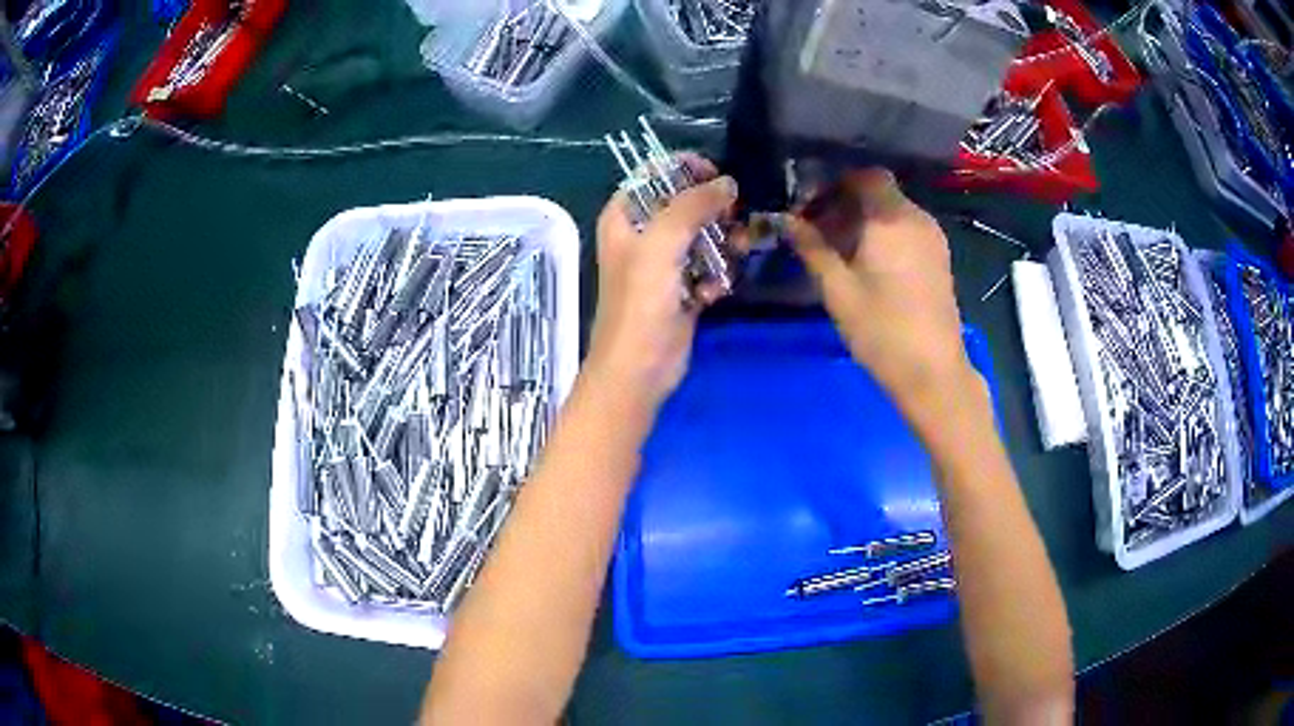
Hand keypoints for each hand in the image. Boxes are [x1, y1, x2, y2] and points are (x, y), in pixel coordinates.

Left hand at [584, 155, 741, 412]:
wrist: (640, 369)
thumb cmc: (641, 302)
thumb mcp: (661, 243)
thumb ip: (692, 205)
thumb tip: (727, 183)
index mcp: (624, 216)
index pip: (655, 174)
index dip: (686, 169)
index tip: (719, 176)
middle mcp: (643, 234)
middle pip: (685, 203)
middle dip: (714, 210)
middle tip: (735, 218)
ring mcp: (664, 262)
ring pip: (703, 234)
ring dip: (723, 244)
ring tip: (736, 255)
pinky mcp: (684, 287)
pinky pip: (710, 266)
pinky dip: (717, 275)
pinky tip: (713, 293)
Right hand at [783, 169, 976, 415]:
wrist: (933, 373)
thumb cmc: (882, 330)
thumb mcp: (837, 289)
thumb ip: (811, 248)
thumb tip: (786, 221)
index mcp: (891, 219)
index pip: (864, 177)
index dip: (834, 184)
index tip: (810, 207)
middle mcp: (917, 218)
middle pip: (879, 193)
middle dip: (846, 204)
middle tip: (818, 231)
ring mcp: (933, 239)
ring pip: (894, 212)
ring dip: (864, 221)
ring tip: (839, 251)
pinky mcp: (939, 259)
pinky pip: (907, 230)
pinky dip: (884, 235)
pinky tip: (868, 265)